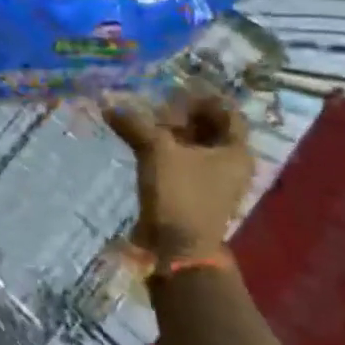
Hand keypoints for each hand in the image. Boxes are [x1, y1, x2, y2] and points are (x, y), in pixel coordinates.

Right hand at [105, 92, 254, 263]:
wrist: (179, 251)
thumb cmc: (180, 195)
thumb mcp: (156, 152)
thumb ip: (135, 125)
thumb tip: (109, 105)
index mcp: (236, 150)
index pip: (226, 110)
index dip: (201, 98)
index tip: (174, 92)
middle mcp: (232, 164)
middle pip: (211, 127)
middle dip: (183, 115)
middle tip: (156, 108)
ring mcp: (217, 181)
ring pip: (197, 146)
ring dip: (174, 133)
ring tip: (147, 125)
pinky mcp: (199, 194)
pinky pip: (187, 163)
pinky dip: (170, 151)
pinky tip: (146, 146)